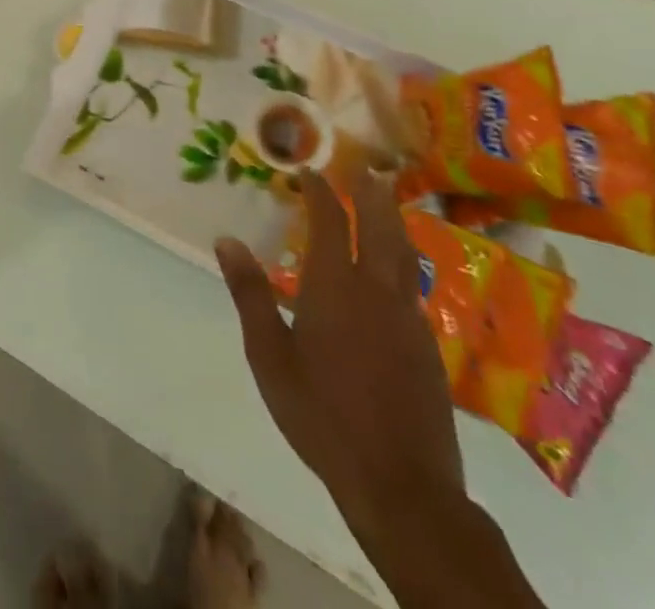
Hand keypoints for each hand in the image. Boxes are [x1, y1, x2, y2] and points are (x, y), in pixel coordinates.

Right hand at [215, 169, 461, 539]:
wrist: (401, 485)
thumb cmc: (321, 414)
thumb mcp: (269, 354)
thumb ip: (250, 293)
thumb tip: (226, 240)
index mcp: (336, 286)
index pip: (331, 222)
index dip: (320, 192)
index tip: (309, 172)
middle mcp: (377, 292)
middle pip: (380, 227)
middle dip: (371, 195)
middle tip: (365, 169)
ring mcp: (409, 320)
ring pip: (405, 255)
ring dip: (394, 222)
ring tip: (387, 203)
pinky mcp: (428, 348)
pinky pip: (413, 287)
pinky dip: (404, 261)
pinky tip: (396, 272)